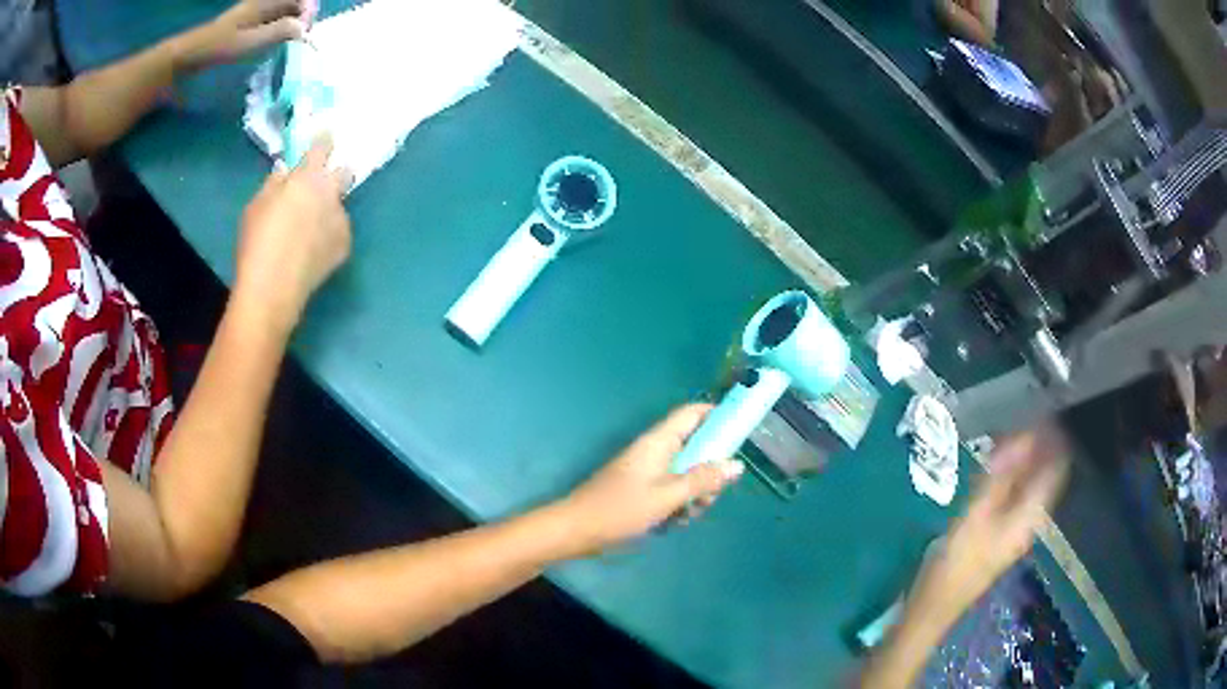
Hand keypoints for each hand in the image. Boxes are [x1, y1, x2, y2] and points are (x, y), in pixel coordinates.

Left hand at [187, 0, 316, 67]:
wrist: (186, 56)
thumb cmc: (216, 48)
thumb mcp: (248, 42)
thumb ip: (277, 33)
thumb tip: (304, 29)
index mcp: (264, 3)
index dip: (308, 11)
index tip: (308, 31)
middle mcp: (260, 4)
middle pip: (291, 4)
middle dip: (302, 17)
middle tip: (304, 38)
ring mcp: (251, 14)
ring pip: (281, 13)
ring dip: (290, 23)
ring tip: (292, 42)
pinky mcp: (243, 26)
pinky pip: (269, 21)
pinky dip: (277, 29)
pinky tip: (274, 43)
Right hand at [236, 137, 351, 330]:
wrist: (273, 288)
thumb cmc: (257, 242)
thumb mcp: (256, 205)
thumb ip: (274, 183)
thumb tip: (286, 172)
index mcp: (308, 177)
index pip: (323, 147)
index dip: (323, 140)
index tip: (325, 137)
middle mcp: (331, 192)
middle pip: (345, 172)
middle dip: (336, 173)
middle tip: (320, 186)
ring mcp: (341, 219)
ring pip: (339, 206)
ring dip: (328, 210)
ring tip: (308, 231)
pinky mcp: (345, 245)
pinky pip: (338, 231)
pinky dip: (328, 234)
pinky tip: (312, 250)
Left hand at [556, 405, 744, 556]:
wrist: (576, 530)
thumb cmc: (620, 510)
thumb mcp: (667, 497)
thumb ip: (702, 480)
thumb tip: (736, 464)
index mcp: (659, 442)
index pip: (692, 413)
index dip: (717, 415)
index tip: (740, 430)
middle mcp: (655, 451)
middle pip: (695, 447)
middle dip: (709, 470)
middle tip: (709, 496)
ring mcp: (647, 471)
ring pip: (685, 472)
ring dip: (694, 493)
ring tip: (688, 515)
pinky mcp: (642, 489)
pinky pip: (671, 489)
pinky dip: (678, 503)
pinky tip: (673, 523)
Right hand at [928, 427, 1069, 609]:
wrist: (934, 606)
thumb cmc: (954, 564)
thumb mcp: (974, 516)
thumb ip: (999, 477)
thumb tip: (1021, 436)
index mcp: (1030, 516)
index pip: (1056, 468)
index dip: (1054, 438)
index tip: (1043, 408)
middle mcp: (1030, 519)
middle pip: (1045, 474)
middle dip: (1039, 444)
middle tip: (1021, 415)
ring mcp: (1016, 527)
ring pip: (1030, 483)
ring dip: (1025, 458)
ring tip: (1009, 432)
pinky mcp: (1001, 532)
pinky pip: (1016, 493)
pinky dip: (1012, 474)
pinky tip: (997, 465)